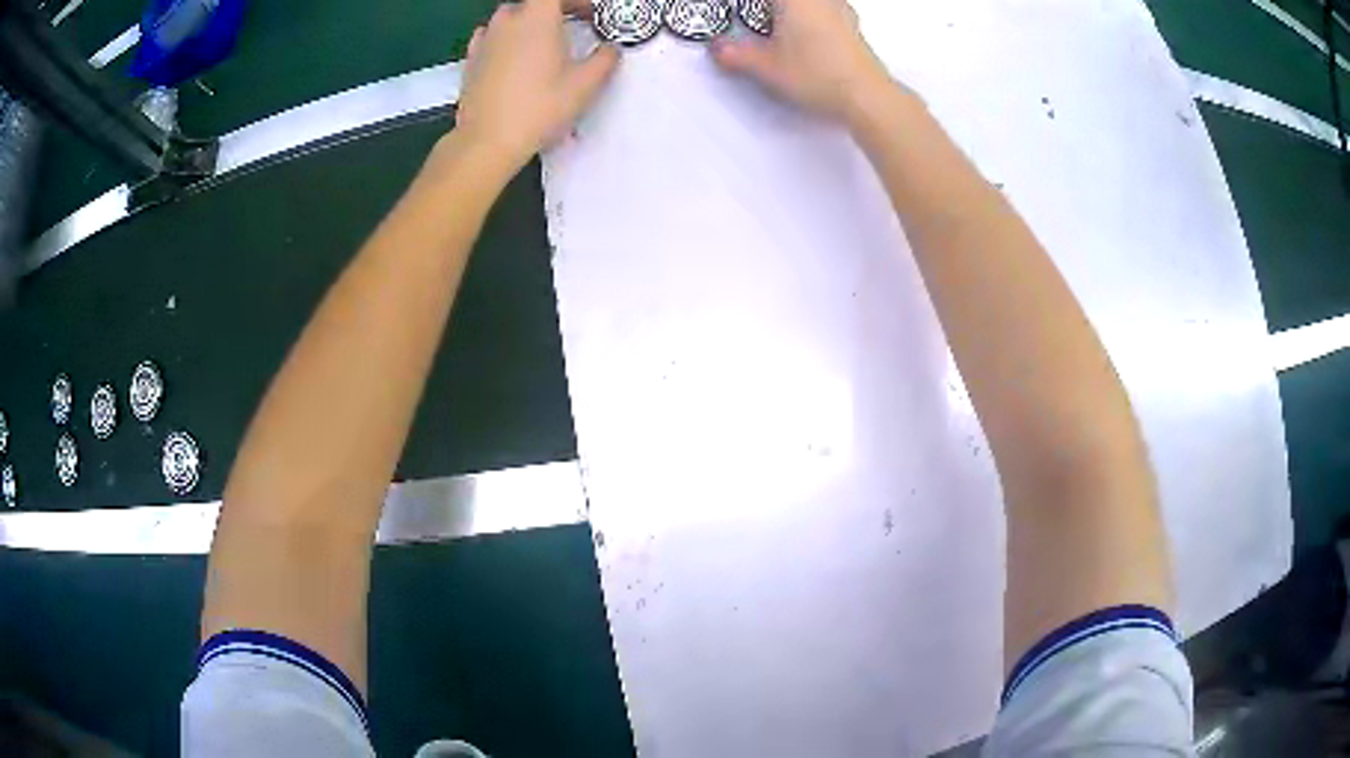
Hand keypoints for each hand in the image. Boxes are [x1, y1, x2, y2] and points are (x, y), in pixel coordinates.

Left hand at [455, 0, 619, 172]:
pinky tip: (512, 56)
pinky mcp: (470, 59)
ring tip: (542, 45)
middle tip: (572, 28)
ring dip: (528, 23)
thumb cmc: (539, 108)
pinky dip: (504, 38)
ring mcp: (485, 38)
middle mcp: (508, 20)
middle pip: (534, 3)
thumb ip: (606, 59)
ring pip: (510, 17)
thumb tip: (610, 49)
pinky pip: (490, 36)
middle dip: (555, 10)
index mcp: (538, 17)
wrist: (487, 141)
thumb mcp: (586, 85)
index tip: (590, 16)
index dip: (577, 2)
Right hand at [711, 0, 899, 125]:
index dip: (747, 7)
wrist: (866, 96)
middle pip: (786, 2)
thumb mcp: (765, 67)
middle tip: (756, 19)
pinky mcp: (853, 25)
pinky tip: (804, 33)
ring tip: (776, 26)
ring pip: (810, 4)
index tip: (740, 12)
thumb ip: (736, 54)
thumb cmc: (818, 74)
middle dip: (768, 10)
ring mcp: (840, 8)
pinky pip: (825, 9)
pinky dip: (811, 16)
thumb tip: (719, 48)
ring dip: (791, 12)